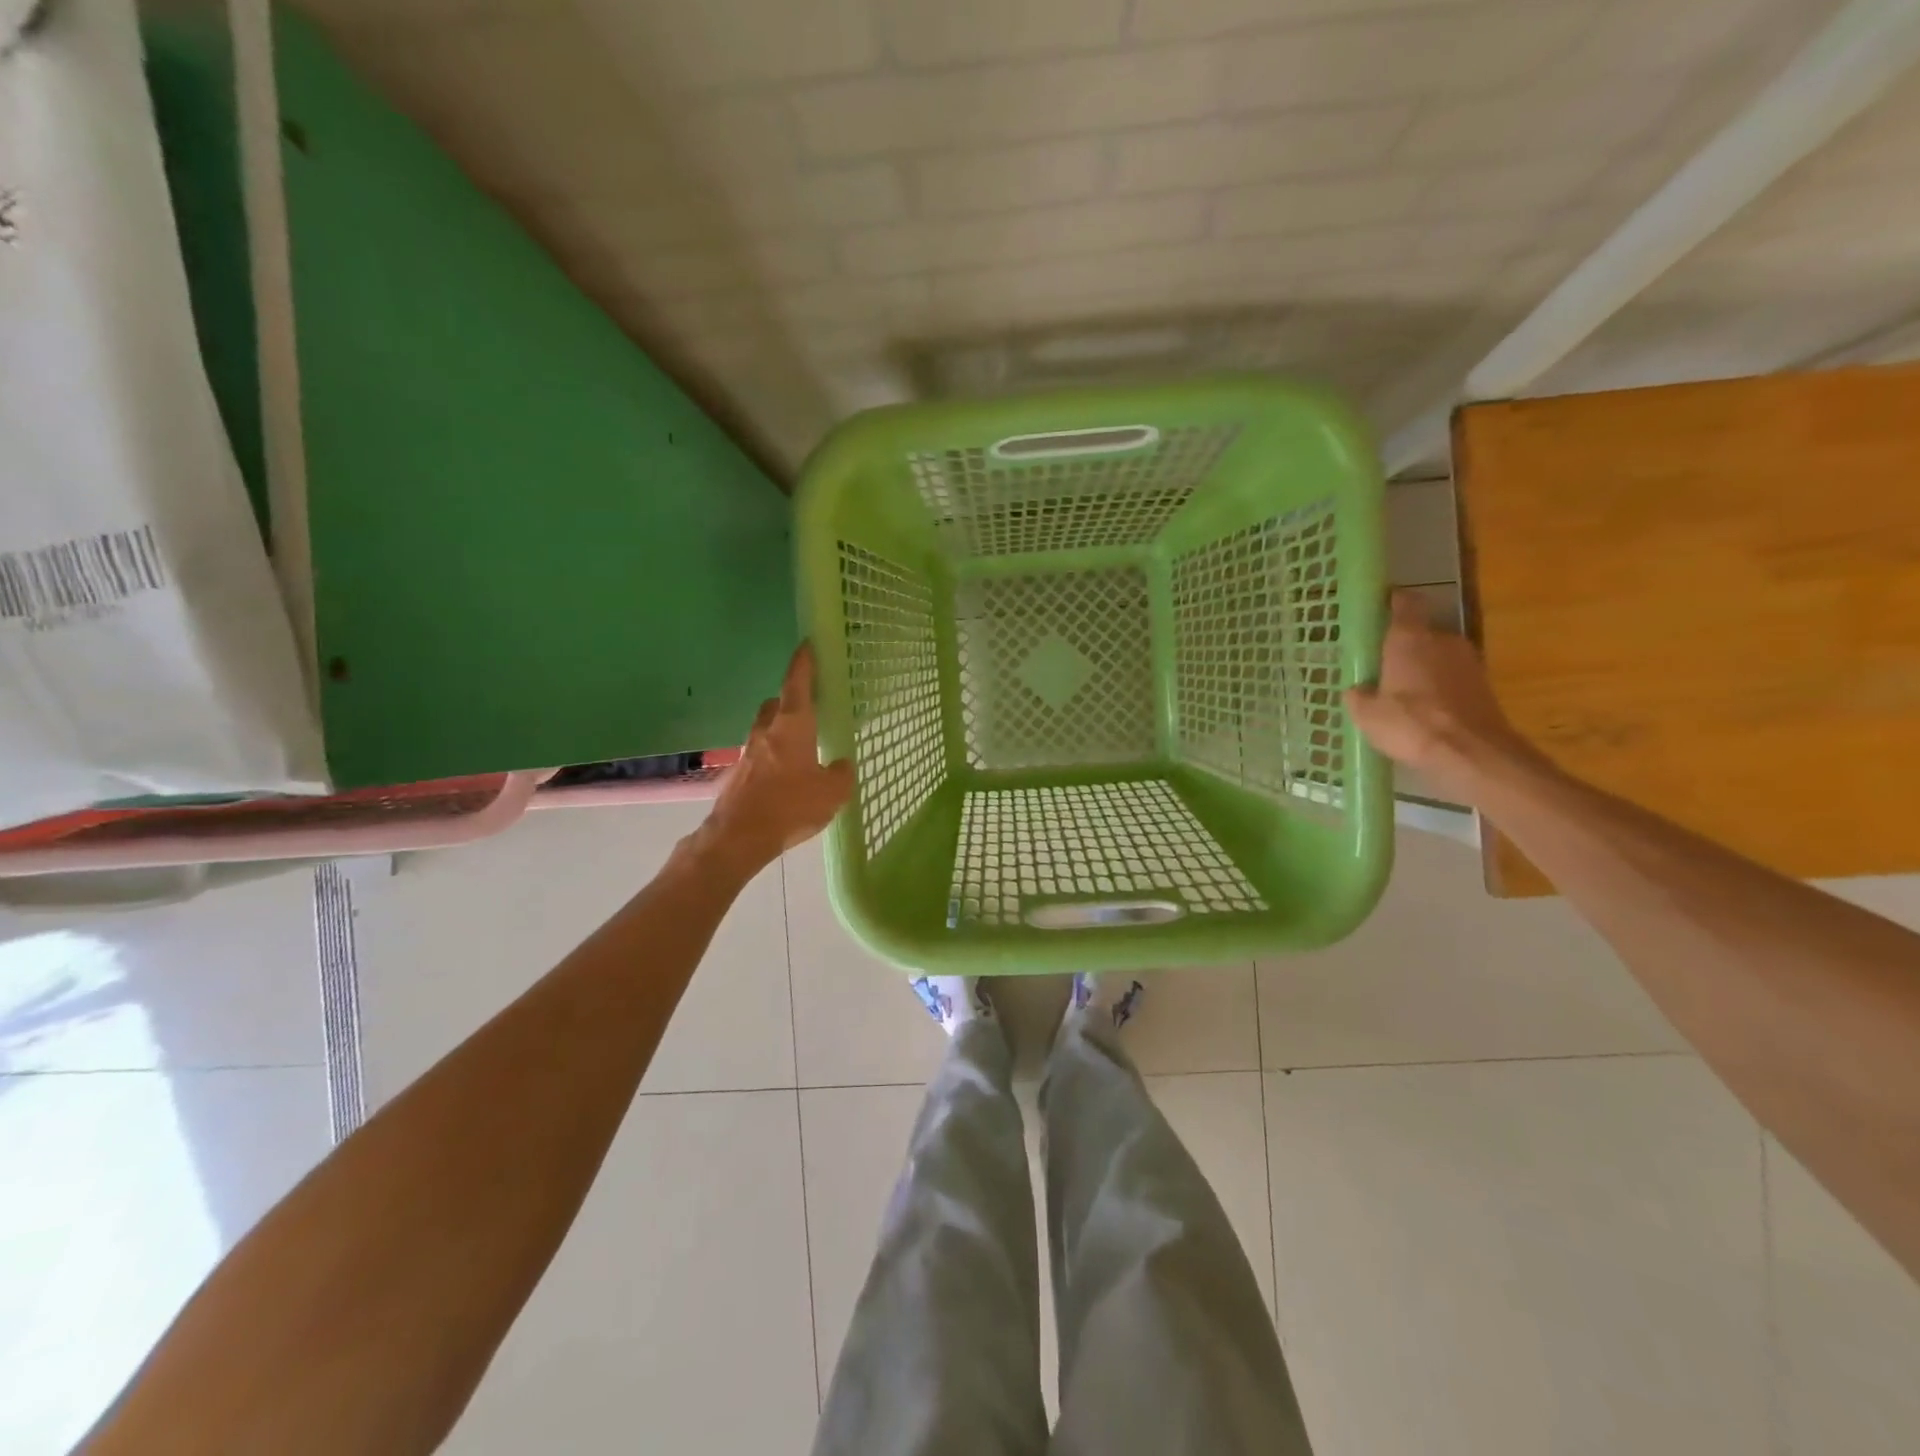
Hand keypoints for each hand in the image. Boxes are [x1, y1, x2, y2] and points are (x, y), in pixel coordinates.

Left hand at [696, 643, 854, 876]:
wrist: (739, 837)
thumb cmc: (790, 806)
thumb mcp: (832, 793)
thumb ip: (841, 774)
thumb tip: (841, 764)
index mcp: (792, 726)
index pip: (797, 684)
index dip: (803, 663)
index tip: (807, 645)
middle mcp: (766, 732)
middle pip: (776, 704)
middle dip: (790, 700)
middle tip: (808, 707)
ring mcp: (748, 753)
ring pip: (764, 729)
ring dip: (779, 730)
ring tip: (799, 746)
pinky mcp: (738, 774)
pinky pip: (759, 755)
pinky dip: (771, 757)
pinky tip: (784, 777)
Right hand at [1345, 590, 1541, 804]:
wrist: (1471, 753)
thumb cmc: (1411, 725)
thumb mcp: (1367, 715)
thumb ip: (1358, 696)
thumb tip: (1357, 689)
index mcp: (1409, 639)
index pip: (1405, 602)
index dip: (1392, 601)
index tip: (1379, 607)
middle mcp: (1442, 640)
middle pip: (1421, 631)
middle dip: (1403, 644)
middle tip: (1382, 663)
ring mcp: (1468, 661)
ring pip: (1438, 655)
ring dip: (1423, 667)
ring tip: (1402, 690)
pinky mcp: (1483, 685)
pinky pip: (1453, 676)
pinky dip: (1439, 686)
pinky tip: (1425, 709)